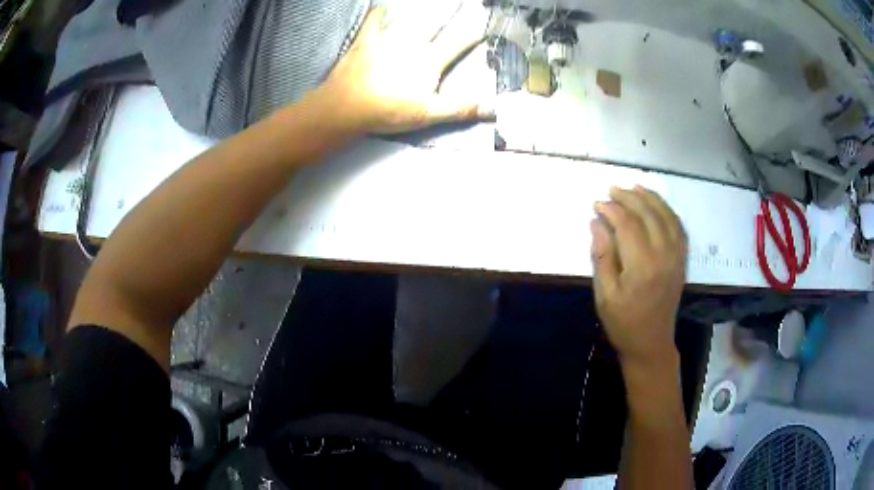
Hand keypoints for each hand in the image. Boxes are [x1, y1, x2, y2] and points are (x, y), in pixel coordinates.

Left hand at [317, 5, 493, 133]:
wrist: (346, 107)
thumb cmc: (388, 111)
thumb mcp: (427, 114)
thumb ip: (460, 108)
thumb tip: (493, 109)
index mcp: (430, 59)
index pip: (459, 41)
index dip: (475, 31)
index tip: (487, 20)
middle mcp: (412, 42)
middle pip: (435, 22)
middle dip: (449, 11)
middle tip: (460, 2)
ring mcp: (387, 38)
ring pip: (407, 17)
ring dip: (420, 9)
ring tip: (432, 1)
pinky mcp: (365, 40)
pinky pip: (373, 21)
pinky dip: (378, 13)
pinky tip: (381, 6)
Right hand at [591, 186, 686, 370]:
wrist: (651, 343)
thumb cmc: (623, 323)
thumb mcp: (604, 294)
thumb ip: (602, 256)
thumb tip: (596, 223)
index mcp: (643, 266)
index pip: (628, 224)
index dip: (611, 210)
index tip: (596, 204)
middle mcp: (664, 255)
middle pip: (648, 214)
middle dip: (629, 197)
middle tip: (612, 189)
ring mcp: (676, 256)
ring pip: (666, 215)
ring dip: (650, 198)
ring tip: (634, 187)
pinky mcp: (682, 260)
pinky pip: (679, 227)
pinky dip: (668, 211)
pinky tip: (657, 205)